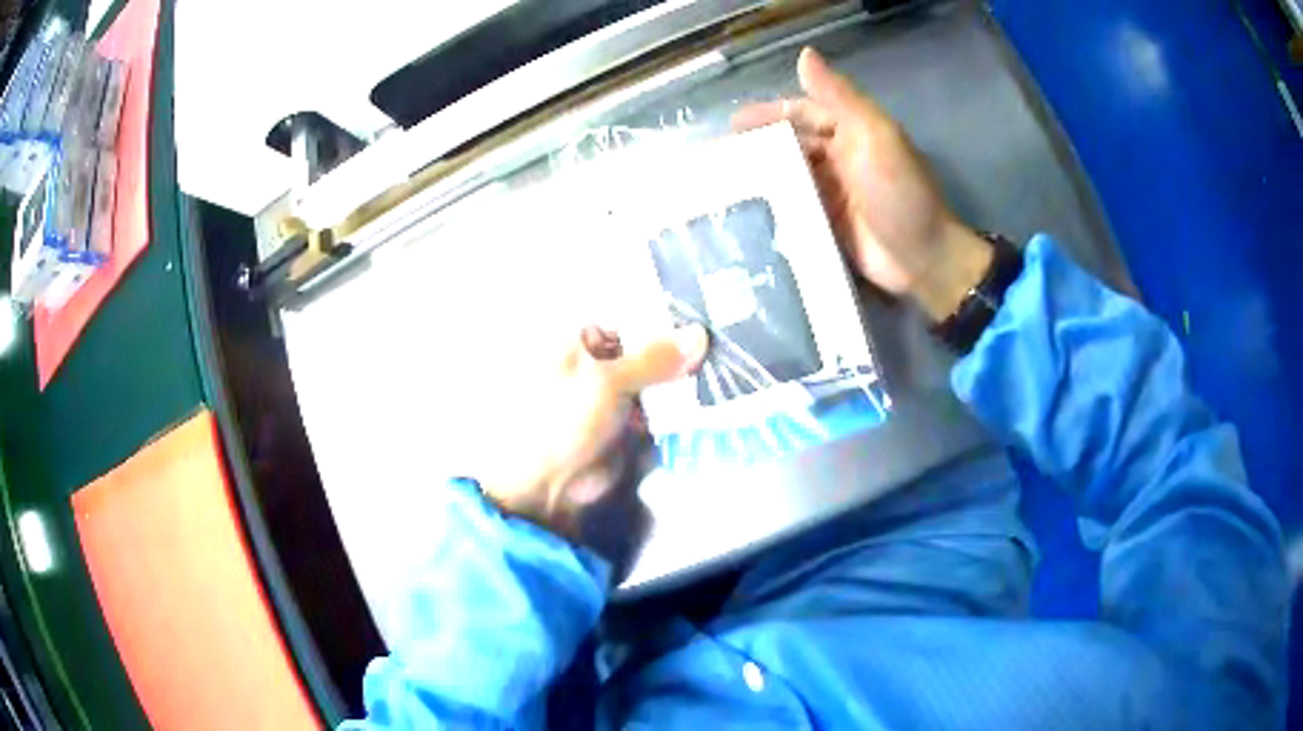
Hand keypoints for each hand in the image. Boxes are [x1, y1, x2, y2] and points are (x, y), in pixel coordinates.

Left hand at [479, 324, 707, 540]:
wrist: (546, 486)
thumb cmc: (561, 420)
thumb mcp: (607, 381)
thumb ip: (654, 358)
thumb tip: (700, 334)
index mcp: (578, 338)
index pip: (630, 316)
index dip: (666, 317)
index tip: (706, 318)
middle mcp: (596, 360)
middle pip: (646, 348)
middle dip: (680, 351)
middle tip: (721, 347)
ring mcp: (612, 394)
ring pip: (656, 379)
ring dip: (682, 380)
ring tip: (721, 374)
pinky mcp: (626, 423)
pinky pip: (658, 407)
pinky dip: (677, 406)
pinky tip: (706, 402)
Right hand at [732, 47, 991, 321]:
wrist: (922, 258)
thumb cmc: (900, 192)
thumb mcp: (873, 136)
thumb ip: (839, 97)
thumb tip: (805, 53)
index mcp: (851, 131)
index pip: (802, 112)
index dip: (768, 113)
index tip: (731, 124)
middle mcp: (839, 156)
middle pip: (791, 143)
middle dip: (757, 145)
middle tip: (716, 158)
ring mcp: (832, 191)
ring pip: (789, 173)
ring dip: (760, 174)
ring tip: (721, 184)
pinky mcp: (827, 222)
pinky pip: (793, 205)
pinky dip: (772, 204)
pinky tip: (743, 211)